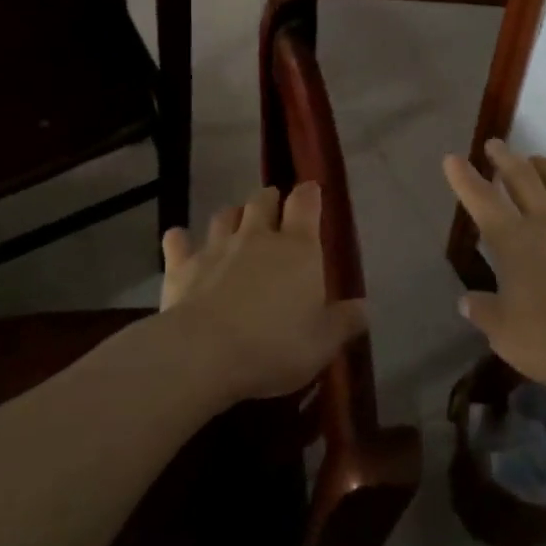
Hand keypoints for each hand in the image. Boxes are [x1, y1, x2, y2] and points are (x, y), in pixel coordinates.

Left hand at [159, 183, 363, 403]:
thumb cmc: (275, 345)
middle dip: (269, 199)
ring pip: (225, 215)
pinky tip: (180, 241)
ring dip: (232, 216)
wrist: (204, 353)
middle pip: (263, 200)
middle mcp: (258, 237)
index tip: (311, 192)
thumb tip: (366, 308)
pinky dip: (181, 239)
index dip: (309, 194)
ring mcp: (217, 247)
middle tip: (273, 208)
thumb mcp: (322, 342)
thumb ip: (345, 321)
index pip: (306, 203)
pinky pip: (179, 241)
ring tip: (235, 225)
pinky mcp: (182, 266)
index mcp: (298, 248)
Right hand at [443, 141, 545, 395]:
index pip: (482, 200)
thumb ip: (484, 312)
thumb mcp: (506, 335)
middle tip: (495, 144)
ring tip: (537, 159)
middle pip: (523, 178)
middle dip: (505, 158)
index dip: (464, 178)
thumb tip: (467, 300)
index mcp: (514, 241)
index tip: (452, 158)